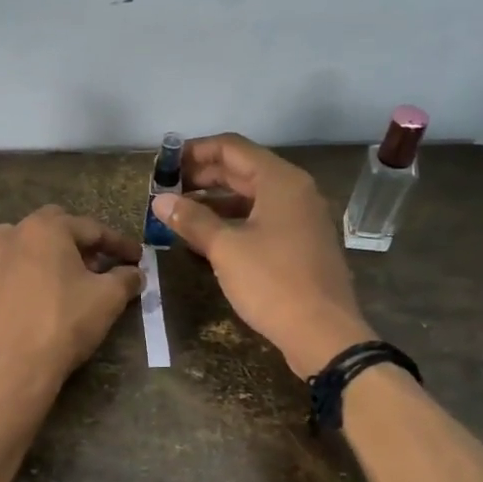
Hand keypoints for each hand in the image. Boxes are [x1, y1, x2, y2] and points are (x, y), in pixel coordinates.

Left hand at [0, 207, 142, 401]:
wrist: (10, 370)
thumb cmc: (63, 324)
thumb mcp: (107, 299)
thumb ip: (125, 278)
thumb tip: (134, 273)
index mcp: (45, 228)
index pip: (91, 229)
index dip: (118, 244)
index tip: (136, 258)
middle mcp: (11, 235)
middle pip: (54, 231)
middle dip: (79, 245)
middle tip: (98, 267)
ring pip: (25, 251)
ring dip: (48, 260)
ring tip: (65, 284)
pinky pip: (6, 278)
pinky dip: (24, 283)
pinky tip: (35, 304)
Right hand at [149, 134, 372, 377]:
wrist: (322, 333)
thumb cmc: (272, 282)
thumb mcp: (225, 248)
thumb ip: (192, 219)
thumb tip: (160, 200)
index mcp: (280, 181)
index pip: (231, 148)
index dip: (194, 151)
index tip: (164, 165)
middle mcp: (294, 191)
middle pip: (241, 170)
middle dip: (201, 177)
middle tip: (165, 190)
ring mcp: (300, 218)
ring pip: (250, 196)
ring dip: (214, 201)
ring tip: (178, 213)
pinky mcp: (300, 243)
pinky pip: (260, 219)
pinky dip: (232, 221)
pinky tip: (205, 238)